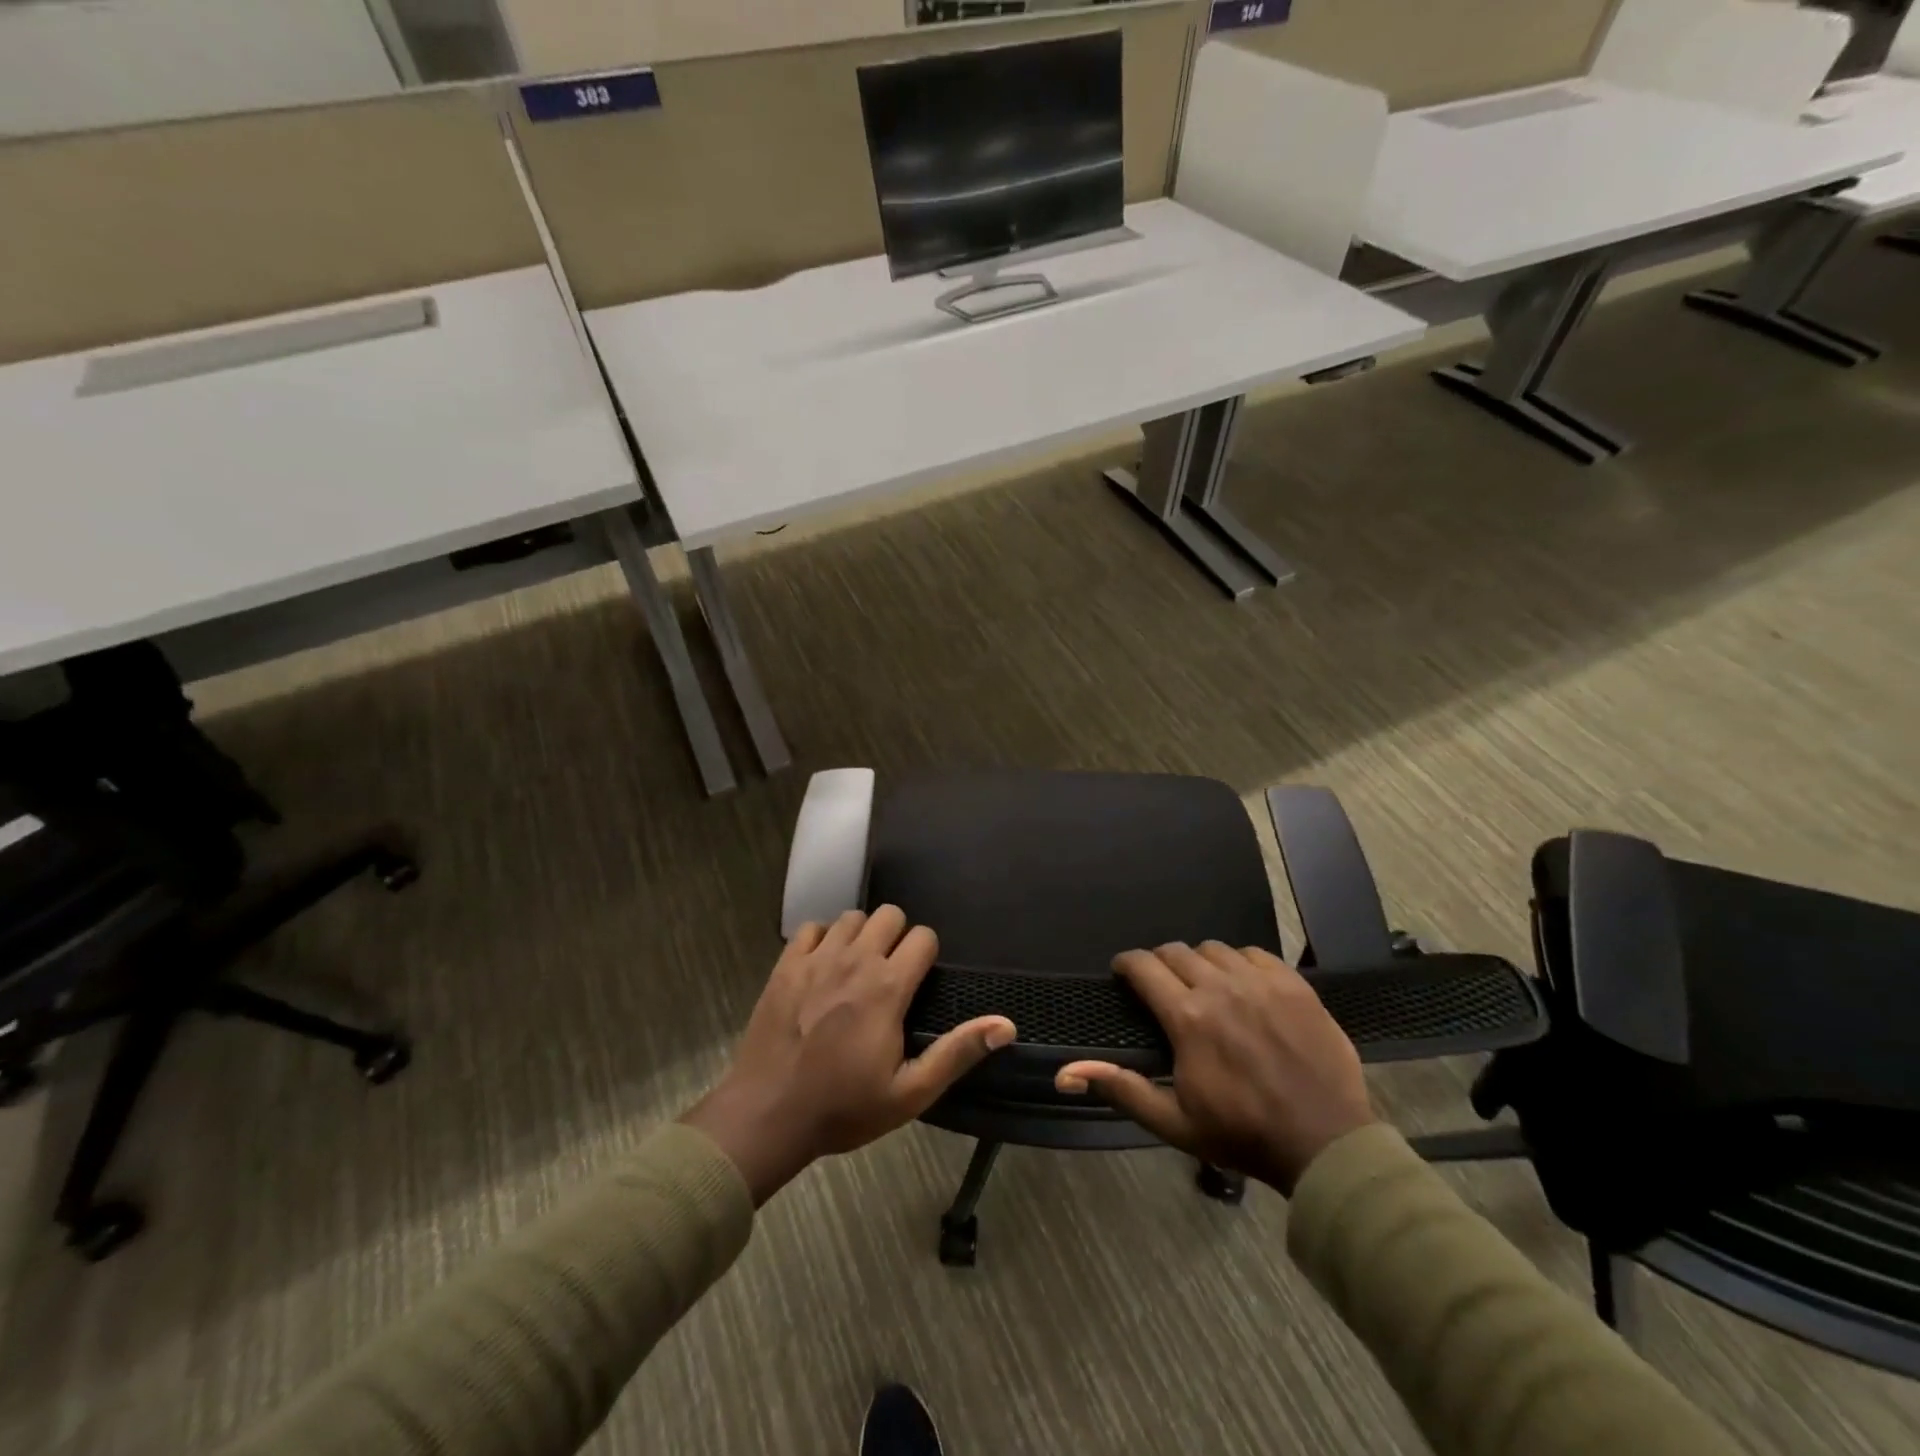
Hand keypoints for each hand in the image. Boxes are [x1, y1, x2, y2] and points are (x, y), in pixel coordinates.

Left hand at [682, 907, 1015, 1203]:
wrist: (767, 1115)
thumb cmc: (843, 1108)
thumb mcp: (909, 1093)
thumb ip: (957, 1053)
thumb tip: (1006, 1025)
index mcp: (888, 987)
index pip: (923, 937)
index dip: (927, 955)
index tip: (919, 982)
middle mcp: (855, 960)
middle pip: (890, 915)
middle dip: (898, 937)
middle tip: (892, 973)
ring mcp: (817, 958)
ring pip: (852, 917)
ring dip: (862, 935)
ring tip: (858, 968)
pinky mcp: (786, 964)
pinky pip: (812, 927)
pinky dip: (823, 939)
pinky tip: (823, 966)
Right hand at [1056, 942, 1373, 1193]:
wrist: (1325, 1143)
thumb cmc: (1242, 1134)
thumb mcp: (1174, 1123)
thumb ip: (1122, 1088)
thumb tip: (1068, 1071)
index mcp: (1187, 1017)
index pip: (1143, 966)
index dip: (1126, 964)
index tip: (1122, 972)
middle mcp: (1220, 987)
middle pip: (1176, 951)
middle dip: (1160, 963)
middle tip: (1162, 985)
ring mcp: (1261, 982)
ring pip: (1214, 949)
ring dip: (1200, 962)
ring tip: (1203, 985)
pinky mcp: (1293, 984)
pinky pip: (1255, 953)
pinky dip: (1240, 962)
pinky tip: (1243, 985)